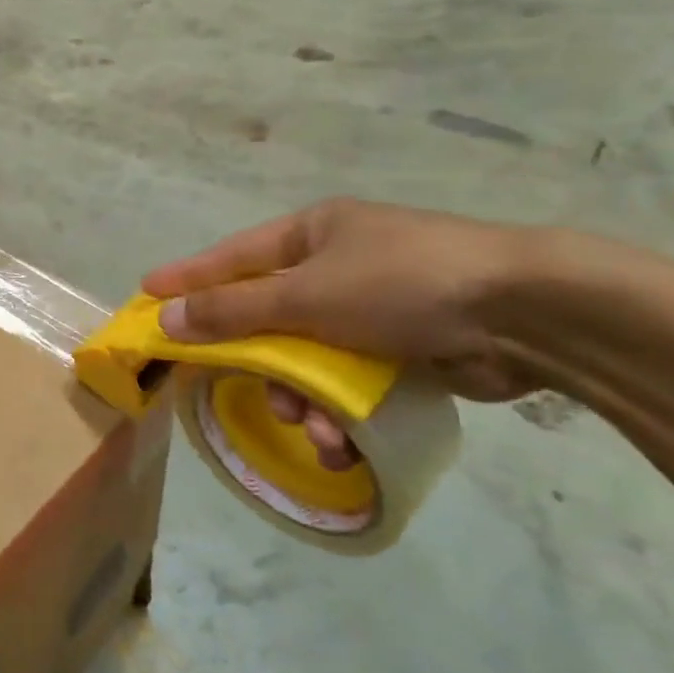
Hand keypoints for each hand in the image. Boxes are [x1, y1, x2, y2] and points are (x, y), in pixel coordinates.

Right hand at [143, 199, 537, 413]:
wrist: (526, 314)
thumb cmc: (401, 284)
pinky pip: (348, 381)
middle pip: (270, 315)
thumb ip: (233, 310)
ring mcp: (374, 306)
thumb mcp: (306, 295)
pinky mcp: (405, 348)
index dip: (188, 277)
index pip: (233, 257)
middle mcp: (339, 264)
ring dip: (302, 397)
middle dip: (258, 361)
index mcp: (314, 233)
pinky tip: (341, 439)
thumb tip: (166, 318)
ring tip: (313, 428)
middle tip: (237, 389)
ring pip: (309, 358)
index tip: (147, 295)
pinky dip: (339, 410)